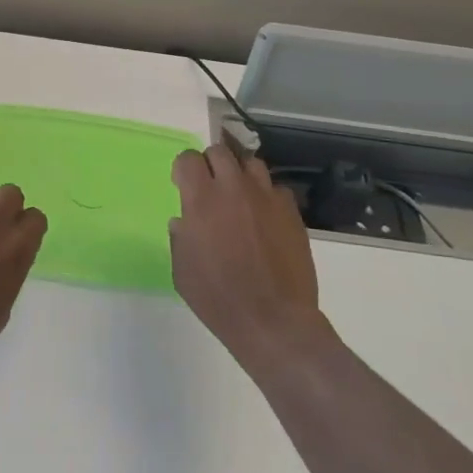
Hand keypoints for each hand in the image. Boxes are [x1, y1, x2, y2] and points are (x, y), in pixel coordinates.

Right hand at [170, 145, 326, 370]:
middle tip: (209, 187)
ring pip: (251, 163)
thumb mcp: (182, 270)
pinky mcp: (292, 213)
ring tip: (238, 196)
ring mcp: (267, 198)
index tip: (182, 184)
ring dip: (239, 174)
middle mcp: (234, 189)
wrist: (273, 320)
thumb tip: (184, 221)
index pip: (188, 159)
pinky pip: (276, 189)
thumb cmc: (217, 298)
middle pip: (220, 151)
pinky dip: (266, 196)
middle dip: (210, 164)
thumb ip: (180, 237)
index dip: (183, 168)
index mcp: (201, 200)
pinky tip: (263, 217)